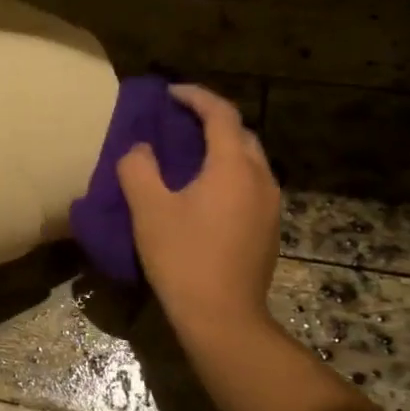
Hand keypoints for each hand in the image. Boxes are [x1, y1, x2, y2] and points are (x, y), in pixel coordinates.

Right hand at [117, 85, 281, 338]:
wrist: (223, 317)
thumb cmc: (182, 257)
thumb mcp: (148, 209)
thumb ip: (138, 168)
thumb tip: (140, 149)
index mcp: (233, 166)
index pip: (220, 113)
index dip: (195, 96)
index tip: (169, 93)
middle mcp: (261, 178)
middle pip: (241, 134)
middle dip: (212, 120)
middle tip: (180, 122)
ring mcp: (270, 206)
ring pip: (250, 161)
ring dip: (223, 149)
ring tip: (191, 155)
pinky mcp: (269, 229)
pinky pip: (251, 185)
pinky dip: (229, 174)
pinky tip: (206, 193)